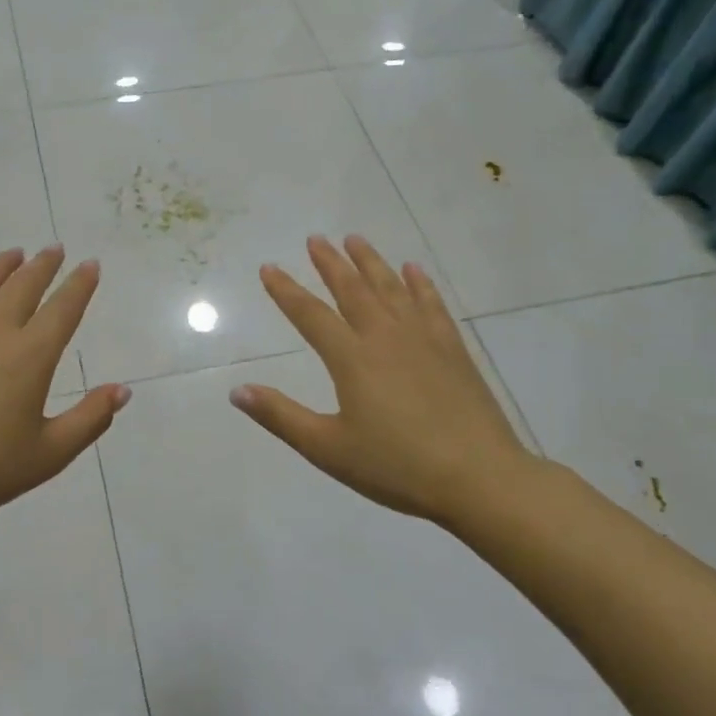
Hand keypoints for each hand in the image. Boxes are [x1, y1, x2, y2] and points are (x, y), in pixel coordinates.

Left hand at [0, 247, 129, 530]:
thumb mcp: (49, 454)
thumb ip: (90, 419)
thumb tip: (122, 390)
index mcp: (30, 355)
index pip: (63, 307)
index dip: (80, 284)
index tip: (90, 264)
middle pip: (24, 284)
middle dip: (44, 264)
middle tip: (54, 250)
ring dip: (3, 263)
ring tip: (14, 254)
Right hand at [230, 235, 543, 526]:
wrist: (479, 477)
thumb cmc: (397, 466)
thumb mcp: (328, 449)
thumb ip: (281, 416)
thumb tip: (236, 390)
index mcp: (352, 359)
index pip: (310, 315)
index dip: (286, 290)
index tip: (269, 267)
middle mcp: (385, 337)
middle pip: (352, 290)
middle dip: (331, 263)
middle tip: (315, 238)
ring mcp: (423, 339)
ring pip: (391, 288)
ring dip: (371, 262)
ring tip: (355, 239)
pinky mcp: (453, 350)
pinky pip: (432, 304)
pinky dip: (420, 284)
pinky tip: (413, 269)